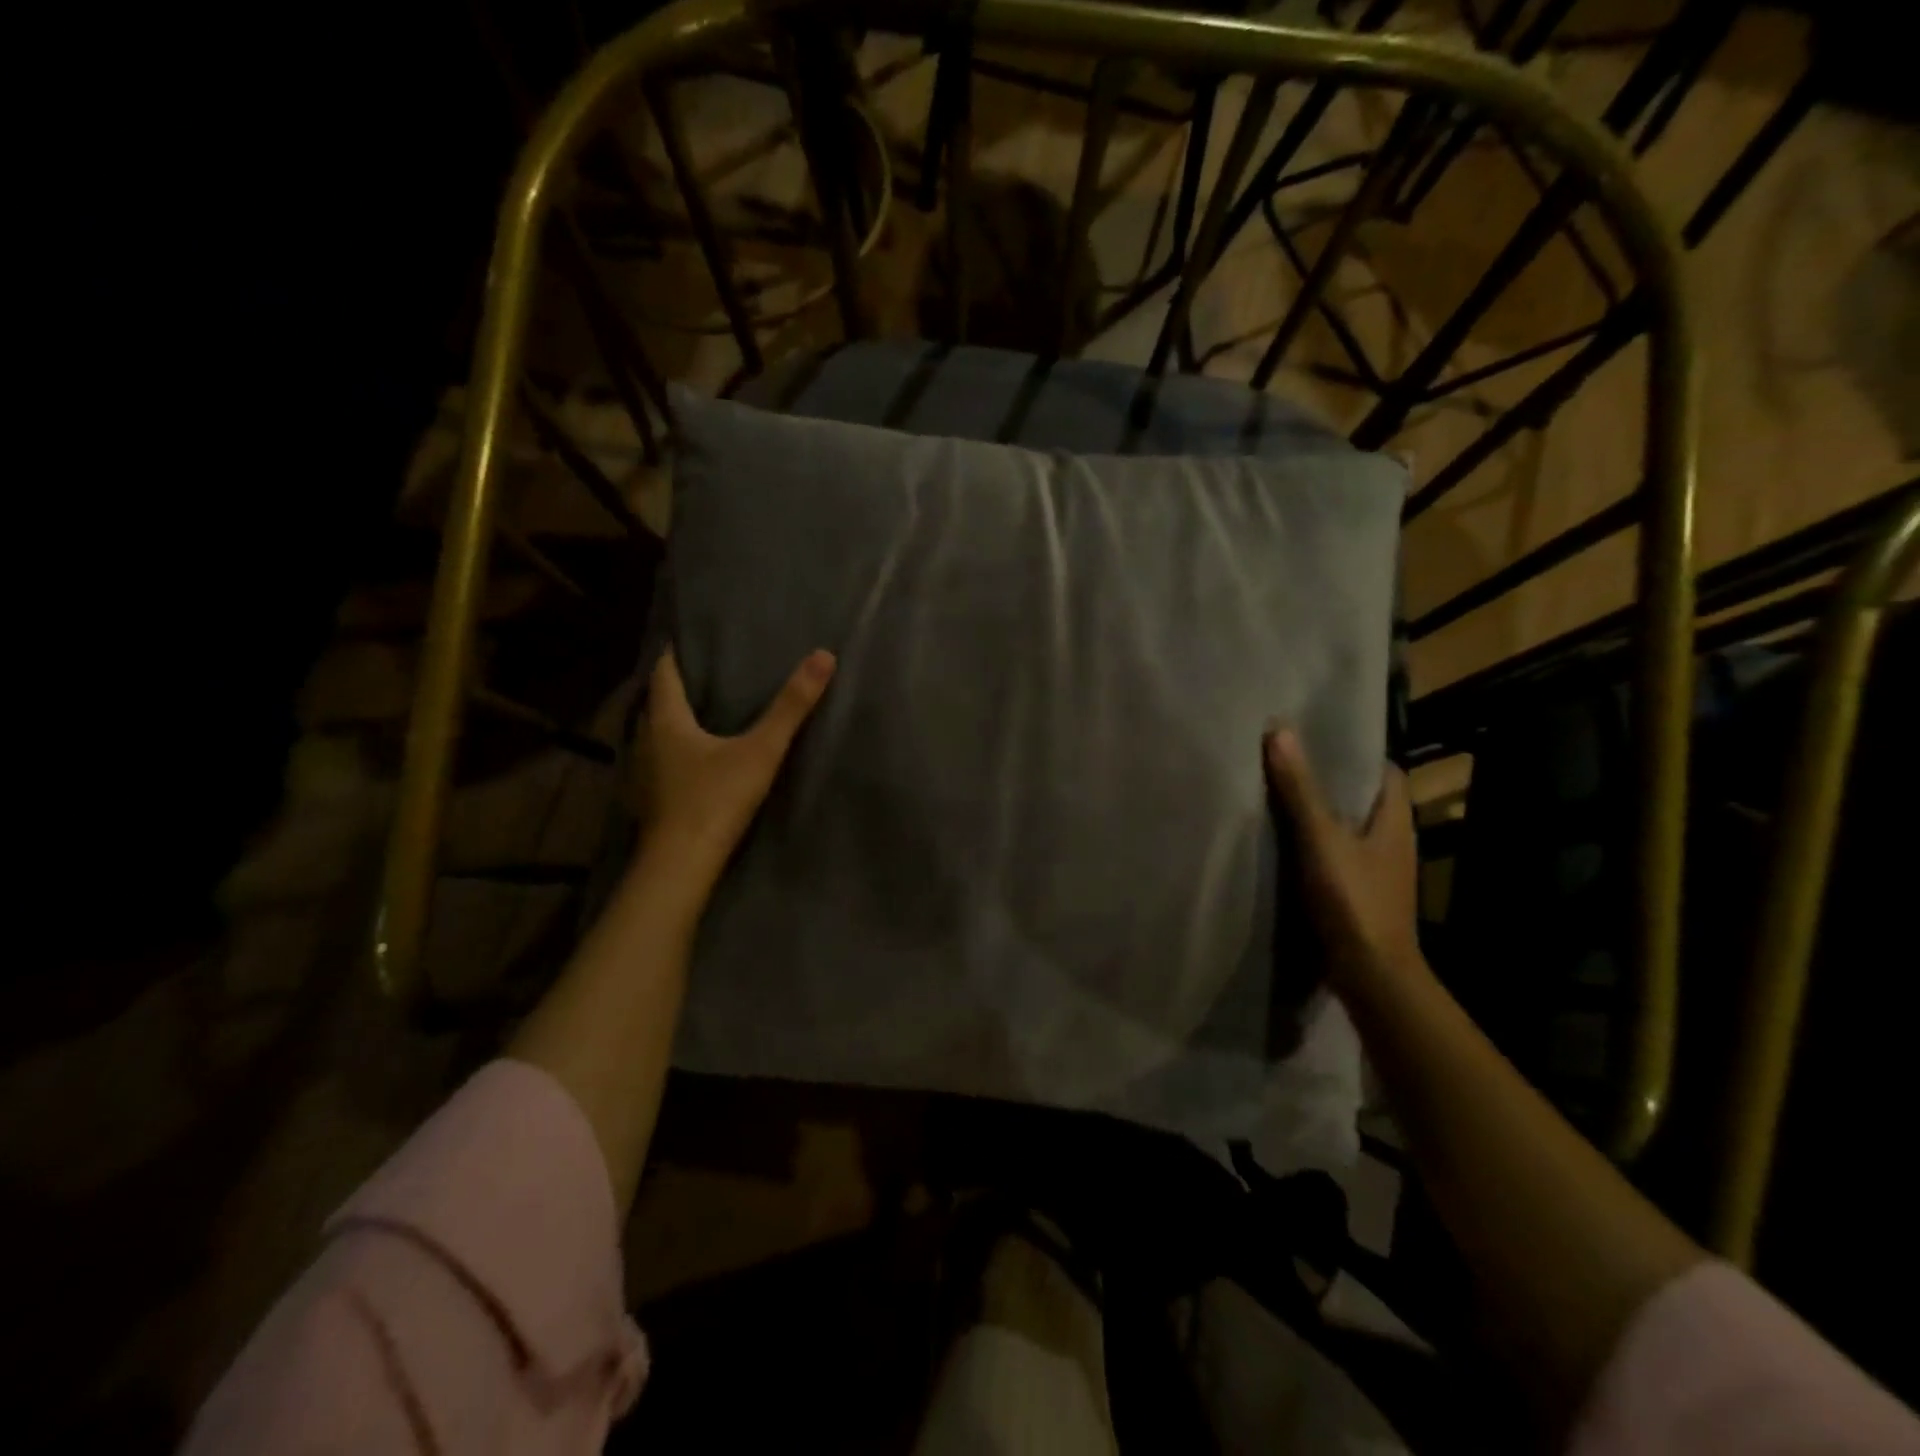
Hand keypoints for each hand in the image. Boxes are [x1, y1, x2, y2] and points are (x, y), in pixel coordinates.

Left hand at [636, 647, 835, 892]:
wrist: (681, 866)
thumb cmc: (715, 799)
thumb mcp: (761, 751)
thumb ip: (790, 708)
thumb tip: (822, 656)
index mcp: (667, 722)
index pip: (664, 674)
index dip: (674, 654)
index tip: (687, 639)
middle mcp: (647, 741)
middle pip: (658, 704)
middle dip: (678, 686)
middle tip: (705, 671)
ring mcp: (646, 774)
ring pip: (658, 735)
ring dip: (676, 721)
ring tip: (704, 710)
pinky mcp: (652, 800)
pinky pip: (663, 762)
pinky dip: (677, 751)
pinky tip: (698, 759)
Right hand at [1264, 727, 1420, 994]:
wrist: (1371, 974)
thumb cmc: (1354, 900)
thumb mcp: (1321, 839)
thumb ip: (1300, 789)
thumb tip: (1280, 731)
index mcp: (1395, 820)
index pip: (1383, 771)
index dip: (1355, 751)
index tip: (1317, 736)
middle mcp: (1392, 840)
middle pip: (1363, 798)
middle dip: (1330, 779)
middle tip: (1286, 759)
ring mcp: (1377, 870)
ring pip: (1348, 827)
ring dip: (1320, 812)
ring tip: (1277, 793)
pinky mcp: (1360, 893)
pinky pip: (1337, 854)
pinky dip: (1314, 843)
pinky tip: (1284, 841)